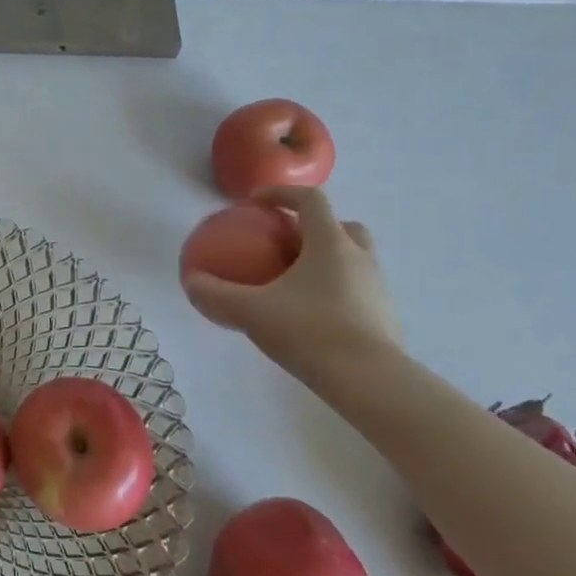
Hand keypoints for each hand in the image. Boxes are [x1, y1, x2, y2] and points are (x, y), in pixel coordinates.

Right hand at [182, 187, 400, 375]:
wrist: (371, 382)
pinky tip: (310, 316)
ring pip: (352, 259)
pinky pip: (356, 290)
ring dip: (326, 260)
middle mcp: (359, 257)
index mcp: (330, 243)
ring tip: (294, 283)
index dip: (282, 193)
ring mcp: (377, 288)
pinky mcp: (385, 317)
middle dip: (313, 227)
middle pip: (341, 226)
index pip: (311, 199)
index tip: (256, 203)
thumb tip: (190, 281)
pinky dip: (335, 291)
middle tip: (284, 244)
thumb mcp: (250, 312)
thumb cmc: (310, 331)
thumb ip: (216, 294)